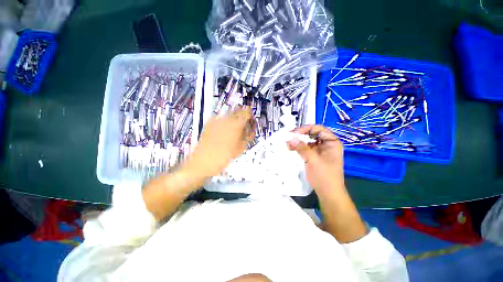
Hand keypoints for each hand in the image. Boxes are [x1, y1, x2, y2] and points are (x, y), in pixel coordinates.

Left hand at [185, 107, 254, 178]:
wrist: (203, 161)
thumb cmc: (224, 156)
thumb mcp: (240, 148)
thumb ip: (247, 137)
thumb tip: (251, 131)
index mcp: (236, 125)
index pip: (246, 112)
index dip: (250, 116)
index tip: (251, 122)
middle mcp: (226, 119)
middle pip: (237, 111)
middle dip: (242, 118)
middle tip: (243, 128)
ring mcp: (216, 120)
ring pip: (229, 116)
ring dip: (233, 121)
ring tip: (232, 132)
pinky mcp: (209, 123)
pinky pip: (220, 120)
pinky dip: (225, 124)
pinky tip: (223, 133)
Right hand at [286, 125, 343, 194]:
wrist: (328, 193)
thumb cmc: (324, 175)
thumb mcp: (312, 160)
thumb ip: (301, 148)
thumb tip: (290, 138)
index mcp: (332, 142)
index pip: (319, 129)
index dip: (306, 128)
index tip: (294, 132)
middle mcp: (327, 144)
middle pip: (313, 134)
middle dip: (300, 135)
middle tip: (289, 136)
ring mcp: (321, 151)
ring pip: (308, 142)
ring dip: (298, 142)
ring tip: (287, 143)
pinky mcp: (315, 157)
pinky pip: (306, 149)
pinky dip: (299, 148)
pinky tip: (290, 148)